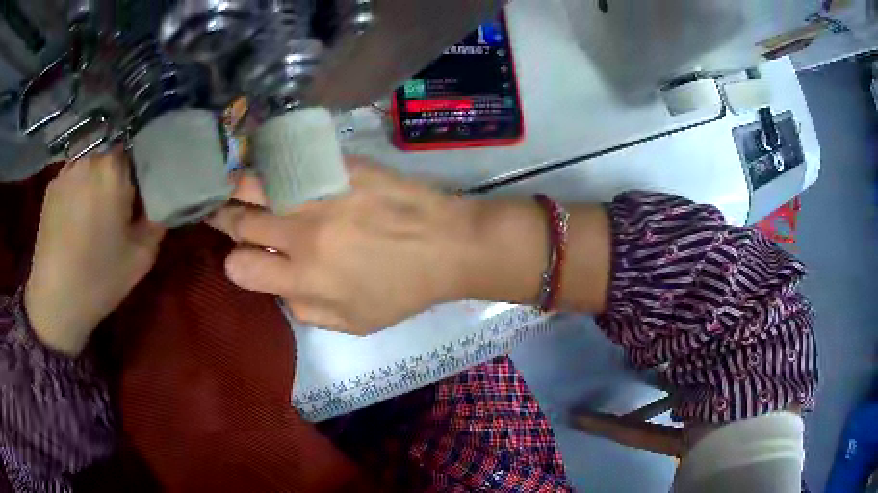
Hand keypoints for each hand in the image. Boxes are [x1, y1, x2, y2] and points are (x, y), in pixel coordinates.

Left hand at [25, 149, 164, 355]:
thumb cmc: (99, 278)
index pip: (137, 153)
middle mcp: (90, 159)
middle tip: (115, 211)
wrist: (55, 300)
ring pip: (90, 167)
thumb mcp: (142, 256)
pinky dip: (76, 192)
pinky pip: (72, 180)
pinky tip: (73, 221)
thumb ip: (157, 219)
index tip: (139, 200)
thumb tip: (161, 199)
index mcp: (114, 169)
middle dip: (116, 178)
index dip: (140, 175)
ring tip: (91, 217)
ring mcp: (66, 171)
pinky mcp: (51, 187)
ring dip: (94, 183)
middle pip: (111, 158)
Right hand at [210, 157, 484, 334]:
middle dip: (222, 217)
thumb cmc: (403, 291)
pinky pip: (291, 159)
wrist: (447, 245)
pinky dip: (273, 164)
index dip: (235, 263)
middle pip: (239, 218)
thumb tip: (278, 287)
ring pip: (255, 180)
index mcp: (305, 276)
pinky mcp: (338, 165)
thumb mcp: (353, 323)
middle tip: (218, 211)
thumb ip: (305, 310)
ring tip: (233, 186)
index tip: (242, 257)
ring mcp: (319, 192)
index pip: (240, 266)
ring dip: (238, 186)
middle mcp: (302, 231)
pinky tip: (271, 165)